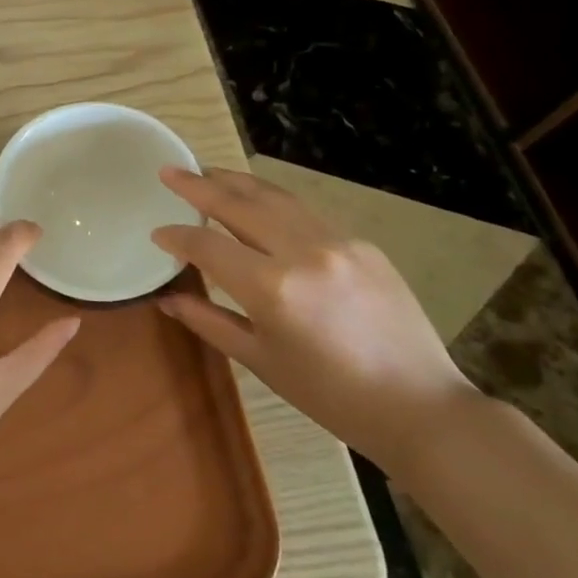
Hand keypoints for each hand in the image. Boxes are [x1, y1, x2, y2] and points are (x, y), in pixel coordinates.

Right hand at [150, 167, 481, 476]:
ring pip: (275, 197)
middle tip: (170, 170)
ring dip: (236, 181)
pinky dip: (274, 202)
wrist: (420, 406)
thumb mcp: (261, 361)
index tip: (157, 233)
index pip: (208, 246)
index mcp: (272, 288)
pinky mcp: (362, 244)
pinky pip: (306, 214)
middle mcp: (302, 252)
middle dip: (198, 185)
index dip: (178, 237)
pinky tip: (260, 204)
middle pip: (239, 204)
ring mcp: (337, 242)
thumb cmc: (330, 395)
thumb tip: (167, 299)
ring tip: (208, 171)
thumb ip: (209, 321)